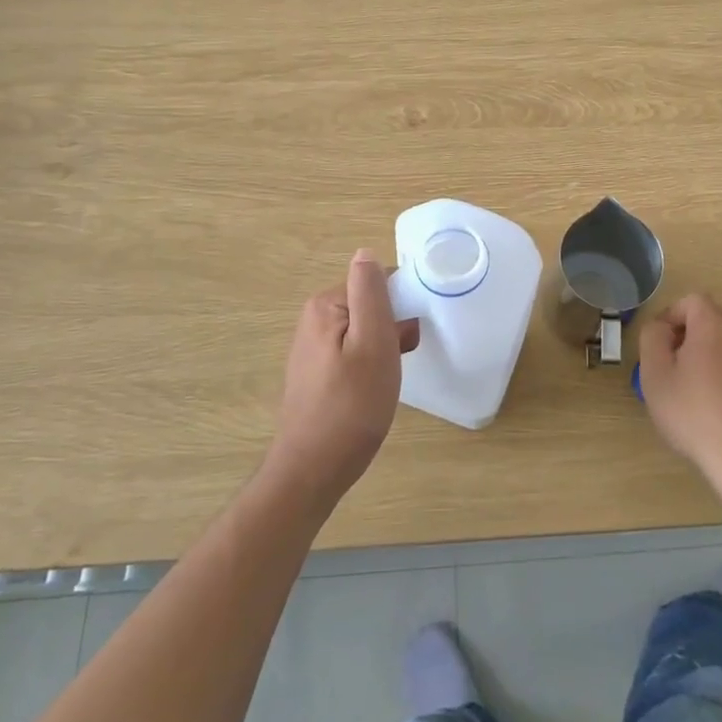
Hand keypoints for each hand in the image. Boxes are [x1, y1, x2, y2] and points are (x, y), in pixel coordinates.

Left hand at [269, 250, 419, 507]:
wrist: (314, 469)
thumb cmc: (352, 405)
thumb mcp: (373, 343)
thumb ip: (371, 293)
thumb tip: (366, 253)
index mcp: (325, 305)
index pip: (375, 283)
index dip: (400, 306)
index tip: (409, 336)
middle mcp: (313, 320)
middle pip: (369, 306)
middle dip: (393, 327)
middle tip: (400, 359)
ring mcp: (313, 348)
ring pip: (364, 331)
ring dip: (385, 347)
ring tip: (389, 378)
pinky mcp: (317, 373)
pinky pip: (353, 352)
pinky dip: (371, 364)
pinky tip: (375, 389)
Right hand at [638, 294, 721, 488]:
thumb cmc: (694, 413)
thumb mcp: (656, 375)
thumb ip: (652, 339)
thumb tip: (660, 328)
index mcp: (714, 326)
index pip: (691, 300)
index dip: (670, 316)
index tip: (659, 345)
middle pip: (711, 319)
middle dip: (687, 335)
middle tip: (670, 365)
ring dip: (706, 356)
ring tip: (689, 389)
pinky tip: (713, 408)